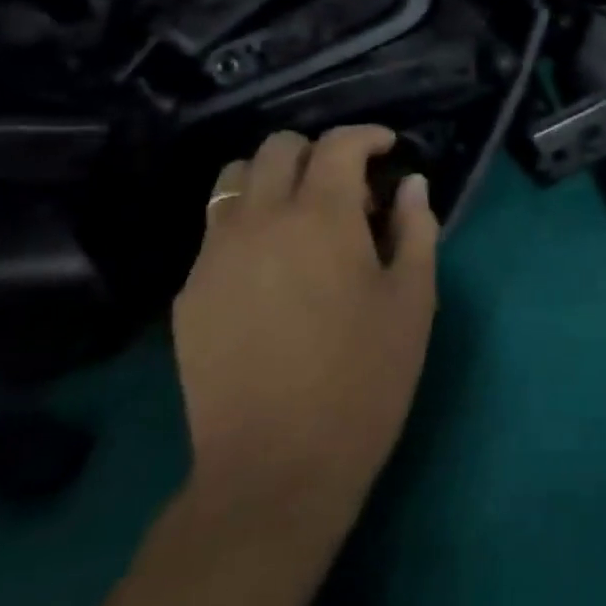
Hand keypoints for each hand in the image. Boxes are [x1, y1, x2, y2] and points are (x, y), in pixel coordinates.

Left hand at [172, 126, 437, 534]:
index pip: (338, 144)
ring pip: (234, 180)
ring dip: (273, 179)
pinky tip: (270, 270)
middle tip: (348, 191)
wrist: (274, 470)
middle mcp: (260, 219)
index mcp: (321, 216)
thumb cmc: (363, 380)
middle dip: (317, 152)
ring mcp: (215, 254)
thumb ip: (416, 228)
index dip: (367, 136)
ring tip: (301, 219)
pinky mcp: (189, 292)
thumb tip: (410, 184)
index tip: (387, 149)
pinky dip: (247, 224)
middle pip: (278, 148)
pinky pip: (216, 231)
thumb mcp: (413, 301)